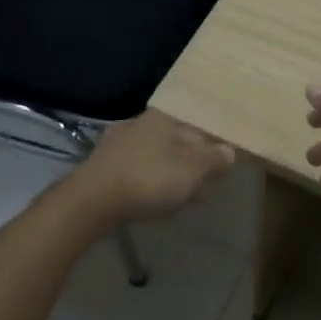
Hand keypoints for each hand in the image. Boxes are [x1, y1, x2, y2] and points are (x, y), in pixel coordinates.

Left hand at [76, 111, 237, 224]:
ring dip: (172, 175)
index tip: (225, 164)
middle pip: (179, 140)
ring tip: (182, 198)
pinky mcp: (105, 166)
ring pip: (158, 156)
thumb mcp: (193, 170)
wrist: (91, 202)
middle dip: (194, 161)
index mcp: (165, 117)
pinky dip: (151, 183)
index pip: (199, 124)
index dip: (215, 145)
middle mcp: (141, 123)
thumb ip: (215, 159)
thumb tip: (229, 151)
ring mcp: (120, 143)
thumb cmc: (149, 179)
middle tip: (205, 185)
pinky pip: (139, 171)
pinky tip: (154, 201)